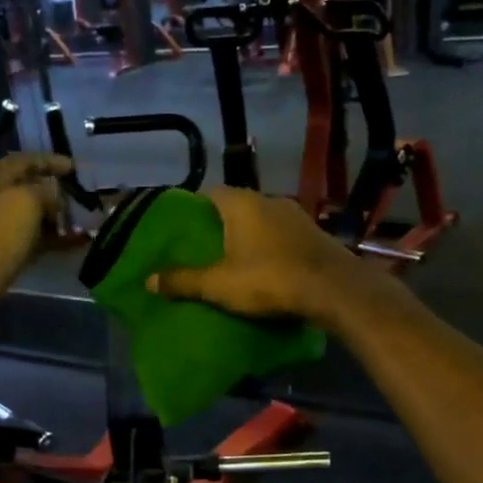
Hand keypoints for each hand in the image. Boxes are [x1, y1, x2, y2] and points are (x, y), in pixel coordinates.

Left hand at [0, 152, 68, 330]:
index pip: (22, 161)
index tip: (75, 167)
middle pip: (25, 189)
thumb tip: (54, 191)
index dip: (48, 160)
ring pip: (29, 217)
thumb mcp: (25, 203)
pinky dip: (50, 240)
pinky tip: (71, 245)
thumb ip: (44, 190)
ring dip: (54, 218)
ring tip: (81, 224)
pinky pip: (29, 242)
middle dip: (54, 191)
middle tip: (80, 199)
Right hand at [150, 187, 361, 324]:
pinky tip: (263, 266)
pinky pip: (280, 235)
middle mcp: (268, 200)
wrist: (334, 290)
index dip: (191, 208)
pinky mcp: (313, 234)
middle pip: (234, 206)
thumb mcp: (219, 284)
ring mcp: (295, 215)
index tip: (179, 227)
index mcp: (241, 202)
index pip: (208, 193)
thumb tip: (148, 280)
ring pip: (260, 220)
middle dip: (217, 225)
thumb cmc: (269, 280)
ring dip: (246, 236)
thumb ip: (183, 280)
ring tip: (229, 258)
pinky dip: (268, 246)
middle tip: (200, 247)